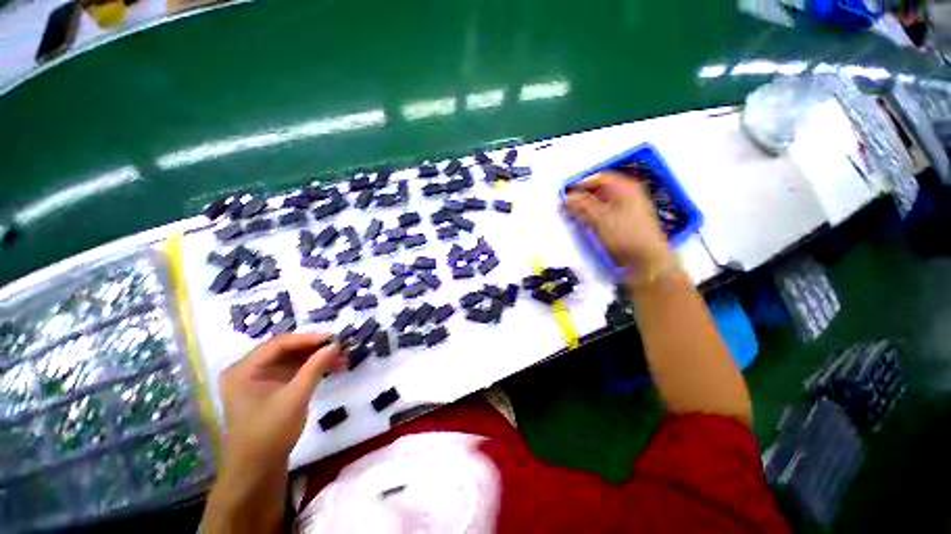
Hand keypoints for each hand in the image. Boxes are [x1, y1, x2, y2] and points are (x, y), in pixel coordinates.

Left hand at [219, 333, 344, 468]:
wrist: (258, 471)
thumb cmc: (272, 433)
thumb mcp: (294, 400)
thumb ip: (313, 370)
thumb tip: (333, 347)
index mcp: (242, 368)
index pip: (277, 344)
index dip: (306, 340)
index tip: (333, 339)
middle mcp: (242, 372)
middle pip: (277, 354)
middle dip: (308, 352)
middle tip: (338, 351)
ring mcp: (248, 387)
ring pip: (279, 368)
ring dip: (305, 364)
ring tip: (334, 362)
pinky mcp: (258, 400)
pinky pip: (278, 381)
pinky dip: (297, 377)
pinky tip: (316, 376)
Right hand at [564, 171, 671, 270]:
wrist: (650, 264)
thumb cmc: (628, 237)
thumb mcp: (600, 219)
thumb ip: (582, 205)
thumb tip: (567, 198)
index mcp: (627, 187)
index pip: (599, 177)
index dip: (581, 185)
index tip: (567, 195)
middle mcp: (632, 194)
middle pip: (604, 190)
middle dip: (585, 198)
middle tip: (571, 208)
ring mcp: (635, 210)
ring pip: (608, 204)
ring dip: (592, 210)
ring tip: (579, 220)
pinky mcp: (635, 225)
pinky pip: (614, 215)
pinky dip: (601, 219)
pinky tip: (593, 229)